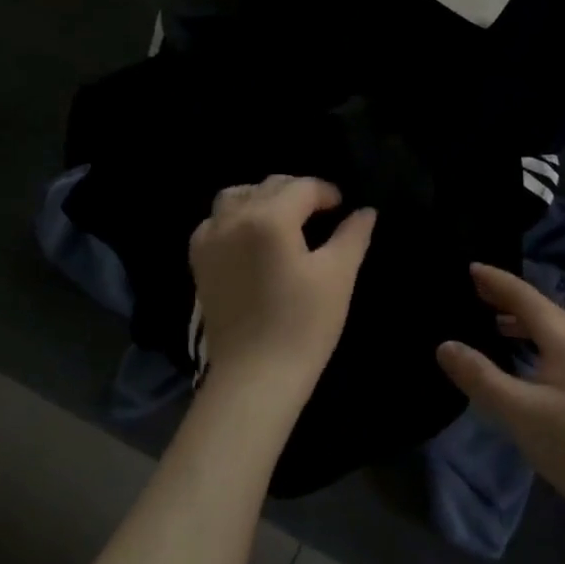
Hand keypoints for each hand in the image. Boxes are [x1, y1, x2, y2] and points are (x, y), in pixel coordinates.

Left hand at [188, 176, 375, 419]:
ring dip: (262, 199)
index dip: (328, 193)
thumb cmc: (303, 325)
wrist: (255, 377)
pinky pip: (215, 222)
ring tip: (284, 221)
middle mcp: (233, 218)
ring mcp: (210, 239)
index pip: (303, 187)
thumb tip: (365, 211)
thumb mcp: (338, 275)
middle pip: (269, 186)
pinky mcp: (199, 261)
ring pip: (236, 197)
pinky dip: (236, 219)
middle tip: (321, 216)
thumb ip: (352, 235)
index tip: (343, 209)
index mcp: (269, 217)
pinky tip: (253, 240)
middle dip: (297, 193)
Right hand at [437, 264, 564, 534]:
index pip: (525, 297)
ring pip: (551, 329)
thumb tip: (445, 345)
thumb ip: (480, 377)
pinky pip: (557, 347)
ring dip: (520, 321)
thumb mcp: (519, 412)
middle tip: (473, 289)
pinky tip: (521, 358)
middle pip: (540, 308)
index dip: (497, 281)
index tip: (469, 266)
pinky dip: (532, 341)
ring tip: (490, 320)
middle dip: (507, 297)